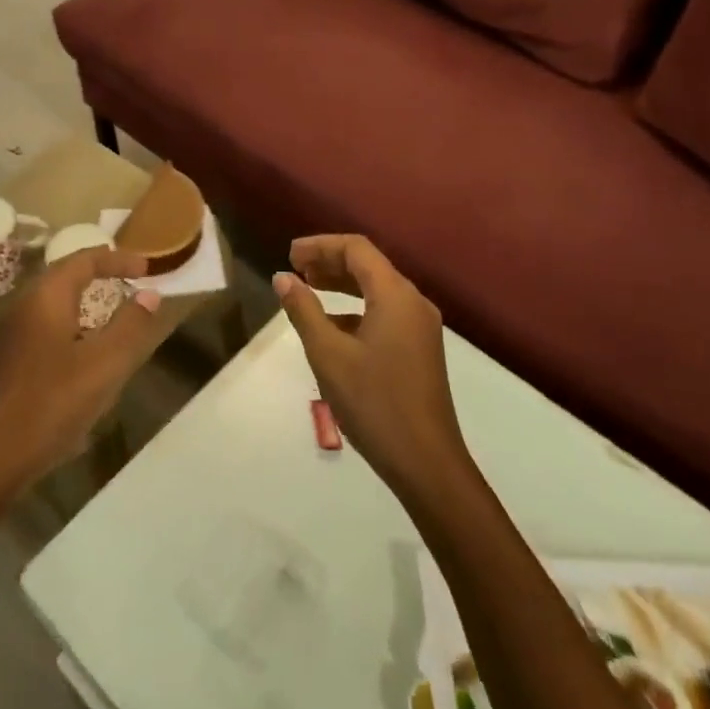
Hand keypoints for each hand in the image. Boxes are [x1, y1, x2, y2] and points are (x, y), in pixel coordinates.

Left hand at [0, 248, 163, 490]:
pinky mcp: (7, 363)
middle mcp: (22, 307)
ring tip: (114, 318)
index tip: (147, 269)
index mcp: (45, 297)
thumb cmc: (51, 403)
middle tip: (131, 284)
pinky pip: (45, 329)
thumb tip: (148, 295)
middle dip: (100, 276)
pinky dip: (72, 328)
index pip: (84, 259)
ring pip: (54, 305)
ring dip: (86, 304)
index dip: (118, 259)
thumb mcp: (105, 365)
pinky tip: (85, 358)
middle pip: (65, 277)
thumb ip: (131, 326)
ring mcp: (10, 336)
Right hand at [273, 235, 466, 495]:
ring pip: (377, 290)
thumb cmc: (374, 402)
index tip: (289, 255)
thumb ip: (304, 310)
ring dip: (342, 284)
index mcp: (396, 295)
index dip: (320, 245)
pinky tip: (331, 327)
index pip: (357, 249)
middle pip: (369, 265)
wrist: (426, 463)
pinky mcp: (419, 350)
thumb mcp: (329, 354)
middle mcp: (413, 303)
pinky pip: (385, 313)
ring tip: (307, 289)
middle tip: (294, 269)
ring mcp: (420, 328)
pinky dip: (355, 309)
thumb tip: (283, 278)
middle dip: (330, 262)